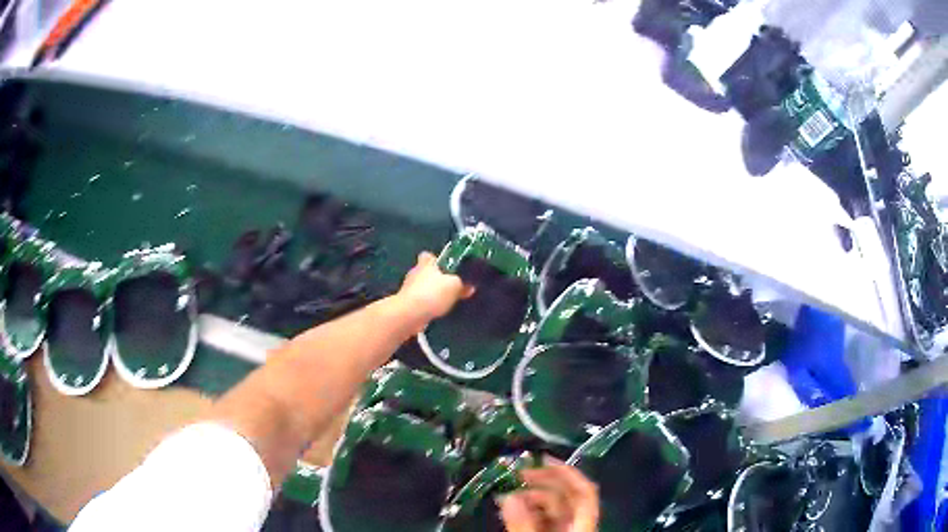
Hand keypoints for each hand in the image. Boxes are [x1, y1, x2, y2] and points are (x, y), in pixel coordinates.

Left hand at [397, 252, 472, 324]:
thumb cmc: (432, 293)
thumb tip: (469, 287)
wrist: (410, 314)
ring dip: (433, 294)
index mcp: (426, 263)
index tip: (446, 266)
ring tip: (447, 302)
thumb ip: (462, 284)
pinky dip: (428, 306)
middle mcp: (415, 273)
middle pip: (426, 272)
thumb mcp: (455, 286)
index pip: (428, 255)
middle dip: (437, 279)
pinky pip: (421, 302)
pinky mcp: (407, 304)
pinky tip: (437, 311)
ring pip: (423, 288)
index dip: (437, 259)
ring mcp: (408, 289)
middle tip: (451, 286)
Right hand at [499, 459, 598, 531]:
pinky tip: (513, 511)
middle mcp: (579, 523)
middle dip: (542, 483)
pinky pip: (545, 519)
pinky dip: (530, 512)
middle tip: (517, 474)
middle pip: (566, 496)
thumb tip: (509, 495)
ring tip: (509, 495)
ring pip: (553, 508)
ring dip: (532, 498)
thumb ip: (523, 522)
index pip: (583, 489)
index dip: (567, 471)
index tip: (543, 458)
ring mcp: (567, 529)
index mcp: (584, 522)